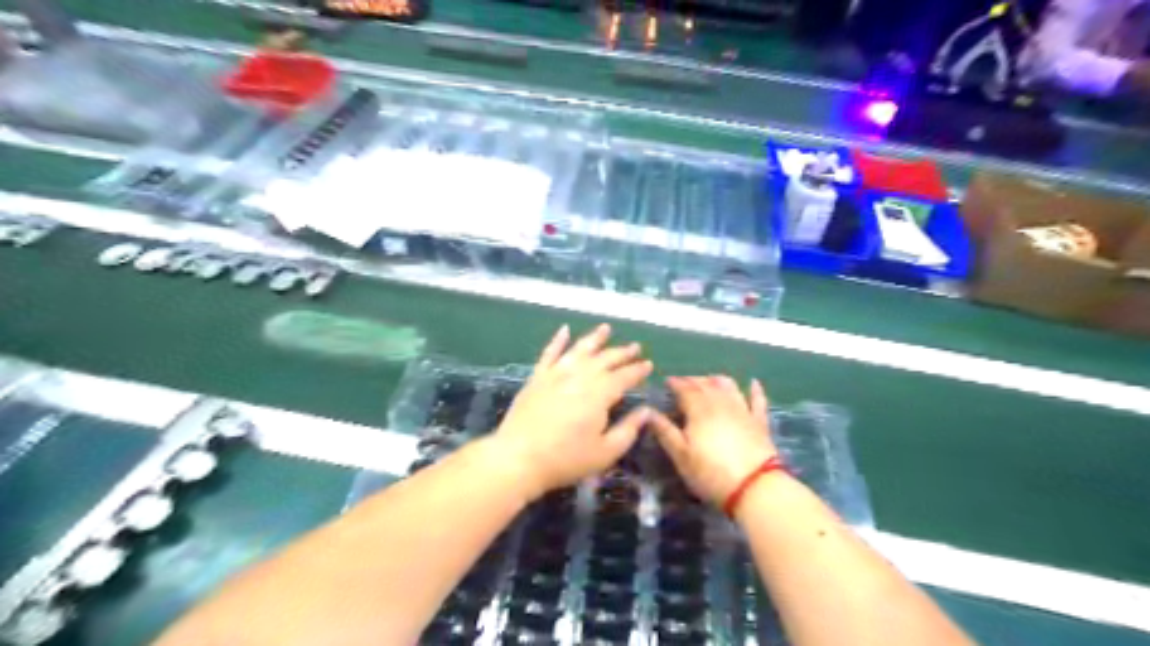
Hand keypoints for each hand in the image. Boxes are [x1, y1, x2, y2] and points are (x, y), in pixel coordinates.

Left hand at [495, 324, 655, 499]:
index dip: (638, 370)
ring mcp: (557, 373)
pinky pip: (550, 353)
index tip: (649, 364)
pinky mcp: (537, 377)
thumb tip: (646, 411)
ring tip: (606, 328)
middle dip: (622, 352)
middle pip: (605, 359)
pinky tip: (564, 330)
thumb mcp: (606, 452)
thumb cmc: (566, 459)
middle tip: (635, 346)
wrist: (519, 457)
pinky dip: (558, 340)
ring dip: (595, 338)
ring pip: (580, 349)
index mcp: (600, 393)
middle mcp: (580, 376)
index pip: (625, 376)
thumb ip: (629, 430)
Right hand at [652, 377, 776, 505]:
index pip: (684, 388)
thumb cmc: (711, 473)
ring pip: (729, 386)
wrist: (755, 487)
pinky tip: (753, 383)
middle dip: (693, 380)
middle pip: (705, 384)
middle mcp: (721, 403)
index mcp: (699, 409)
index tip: (667, 382)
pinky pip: (757, 400)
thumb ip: (664, 431)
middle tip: (684, 383)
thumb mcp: (681, 456)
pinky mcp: (759, 422)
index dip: (675, 383)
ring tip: (709, 382)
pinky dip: (754, 390)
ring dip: (716, 380)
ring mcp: (743, 411)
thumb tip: (647, 412)